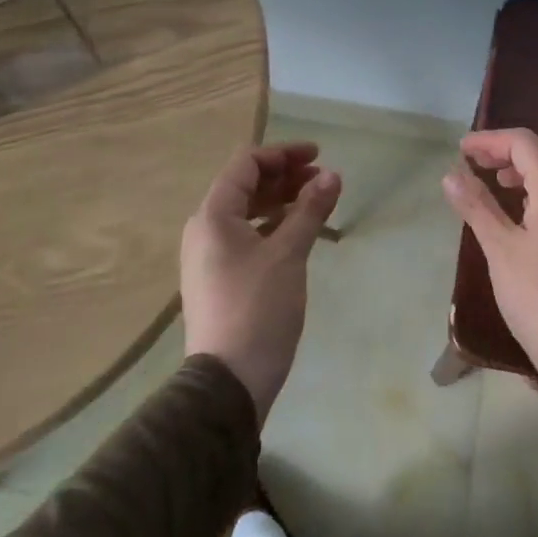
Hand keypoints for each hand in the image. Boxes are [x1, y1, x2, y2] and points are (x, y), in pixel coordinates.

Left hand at [182, 142, 341, 421]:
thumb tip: (332, 175)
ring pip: (247, 213)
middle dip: (284, 176)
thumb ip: (310, 210)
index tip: (318, 156)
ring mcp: (209, 257)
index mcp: (213, 216)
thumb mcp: (288, 254)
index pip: (246, 165)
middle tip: (321, 178)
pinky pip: (246, 236)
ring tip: (315, 201)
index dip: (282, 154)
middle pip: (245, 186)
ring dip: (281, 200)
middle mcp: (205, 230)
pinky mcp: (220, 279)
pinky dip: (273, 226)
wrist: (229, 382)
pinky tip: (298, 232)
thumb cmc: (258, 308)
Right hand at [441, 128, 537, 406]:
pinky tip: (521, 206)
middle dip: (508, 148)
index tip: (461, 150)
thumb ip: (477, 207)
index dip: (491, 140)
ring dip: (526, 165)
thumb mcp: (500, 250)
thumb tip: (451, 174)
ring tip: (497, 180)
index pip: (525, 143)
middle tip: (477, 163)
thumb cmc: (537, 298)